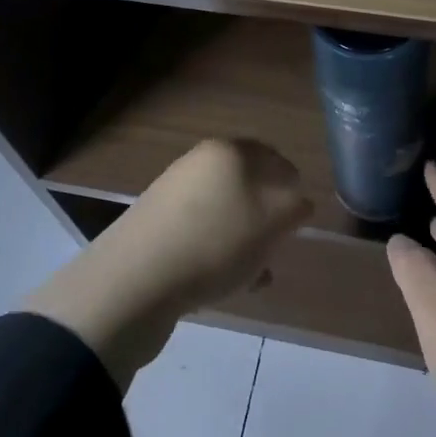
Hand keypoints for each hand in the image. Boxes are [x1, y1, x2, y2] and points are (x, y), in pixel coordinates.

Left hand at [119, 137, 313, 309]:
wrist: (135, 281)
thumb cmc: (215, 242)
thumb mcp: (272, 221)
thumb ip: (295, 206)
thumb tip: (299, 201)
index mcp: (229, 151)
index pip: (275, 158)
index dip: (293, 187)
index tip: (300, 220)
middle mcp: (199, 163)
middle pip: (248, 185)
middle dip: (267, 216)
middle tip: (278, 245)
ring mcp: (173, 195)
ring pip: (225, 213)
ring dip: (244, 239)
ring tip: (255, 273)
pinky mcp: (156, 228)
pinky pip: (201, 236)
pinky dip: (218, 254)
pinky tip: (226, 285)